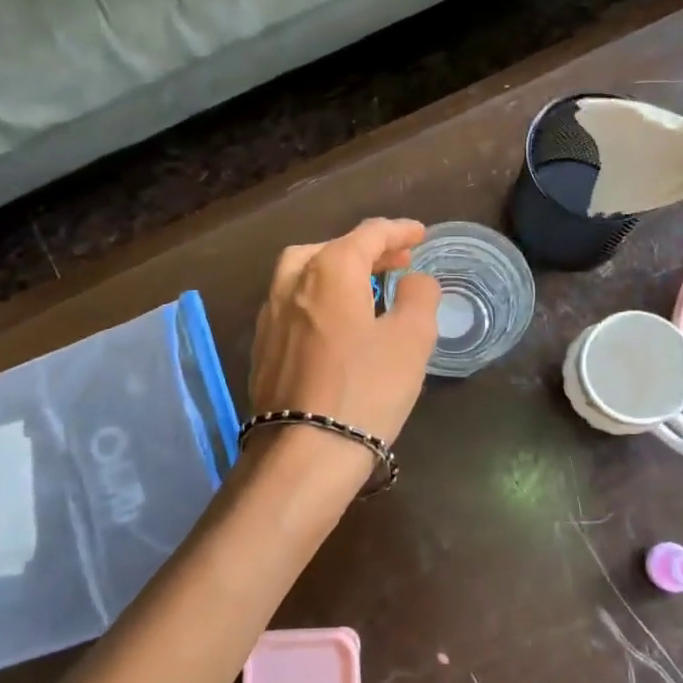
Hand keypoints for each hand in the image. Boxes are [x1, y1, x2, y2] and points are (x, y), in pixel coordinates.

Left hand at [249, 218, 440, 444]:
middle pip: (330, 248)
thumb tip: (412, 279)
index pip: (368, 234)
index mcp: (330, 270)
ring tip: (366, 288)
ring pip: (303, 274)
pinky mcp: (262, 347)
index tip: (420, 235)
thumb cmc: (366, 389)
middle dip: (366, 250)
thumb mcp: (412, 339)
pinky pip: (292, 304)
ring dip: (337, 271)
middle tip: (396, 262)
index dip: (398, 231)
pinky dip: (317, 298)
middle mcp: (292, 282)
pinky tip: (334, 323)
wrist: (305, 452)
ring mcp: (270, 315)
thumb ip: (418, 296)